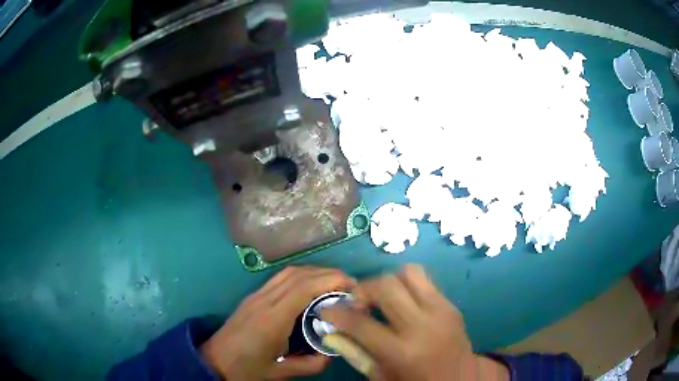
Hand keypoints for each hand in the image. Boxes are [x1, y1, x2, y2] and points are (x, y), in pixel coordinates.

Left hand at [200, 266, 356, 379]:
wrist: (215, 361)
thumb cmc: (246, 368)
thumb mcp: (280, 372)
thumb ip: (310, 365)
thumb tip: (332, 353)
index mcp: (272, 319)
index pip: (304, 288)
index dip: (330, 280)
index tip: (352, 285)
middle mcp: (264, 301)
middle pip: (298, 275)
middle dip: (327, 273)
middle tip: (349, 284)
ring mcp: (256, 296)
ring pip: (288, 272)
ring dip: (314, 272)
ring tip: (334, 284)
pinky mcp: (253, 297)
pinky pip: (280, 279)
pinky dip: (301, 276)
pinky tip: (311, 288)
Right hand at [321, 264, 509, 380]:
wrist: (460, 380)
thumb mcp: (381, 376)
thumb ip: (355, 352)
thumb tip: (332, 330)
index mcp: (402, 351)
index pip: (361, 324)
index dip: (337, 314)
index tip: (326, 309)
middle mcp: (422, 325)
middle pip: (385, 286)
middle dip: (363, 290)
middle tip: (357, 304)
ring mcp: (441, 311)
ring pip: (408, 273)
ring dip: (388, 282)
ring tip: (381, 299)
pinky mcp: (451, 305)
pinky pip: (426, 280)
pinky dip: (408, 285)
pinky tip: (403, 302)